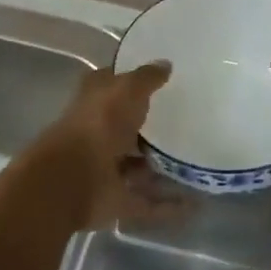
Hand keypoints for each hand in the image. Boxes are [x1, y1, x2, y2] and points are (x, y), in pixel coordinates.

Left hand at [46, 63, 195, 230]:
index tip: (164, 81)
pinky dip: (169, 205)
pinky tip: (197, 203)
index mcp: (95, 102)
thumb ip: (147, 78)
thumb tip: (166, 64)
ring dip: (163, 169)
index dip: (133, 81)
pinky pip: (148, 203)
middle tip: (190, 124)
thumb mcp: (127, 89)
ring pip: (139, 167)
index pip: (113, 86)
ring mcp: (107, 169)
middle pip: (128, 129)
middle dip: (151, 129)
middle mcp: (99, 134)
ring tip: (199, 166)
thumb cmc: (98, 124)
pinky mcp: (116, 200)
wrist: (71, 180)